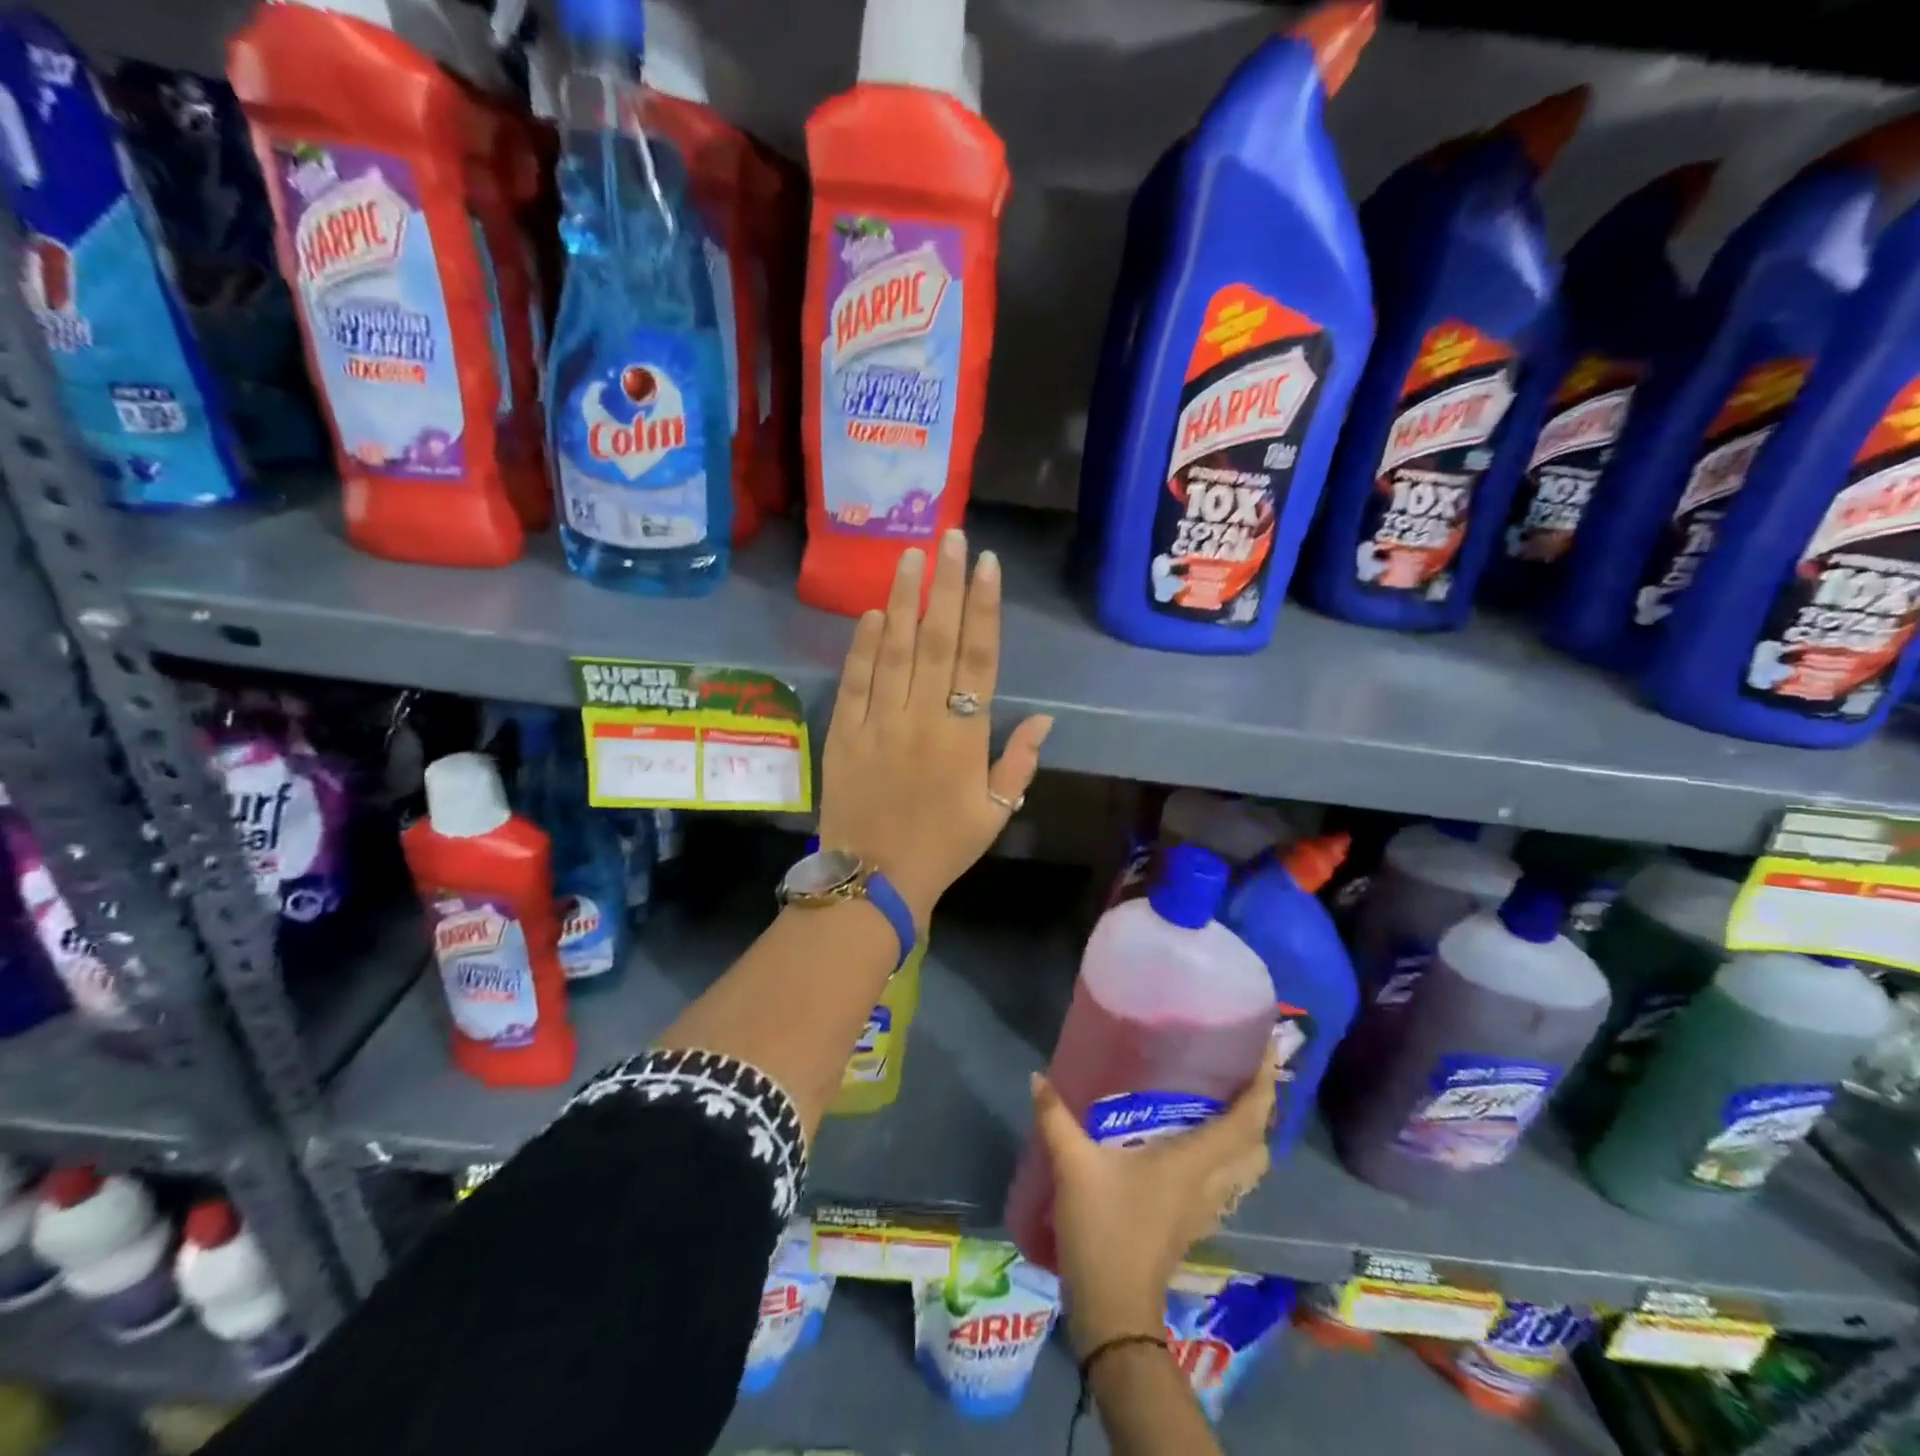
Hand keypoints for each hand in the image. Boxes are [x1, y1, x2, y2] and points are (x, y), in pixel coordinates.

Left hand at [817, 531, 1052, 928]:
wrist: (874, 879)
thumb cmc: (942, 847)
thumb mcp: (996, 811)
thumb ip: (1019, 761)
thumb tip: (1044, 718)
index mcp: (964, 737)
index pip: (978, 660)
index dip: (983, 609)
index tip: (986, 565)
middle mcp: (922, 719)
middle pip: (936, 641)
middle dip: (946, 586)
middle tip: (950, 536)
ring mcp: (879, 723)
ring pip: (892, 651)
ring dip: (902, 601)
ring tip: (910, 557)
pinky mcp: (844, 732)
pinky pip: (854, 681)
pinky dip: (861, 646)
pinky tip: (870, 614)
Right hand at [1031, 1048, 1276, 1354]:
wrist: (1113, 1308)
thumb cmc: (1102, 1228)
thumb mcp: (1073, 1164)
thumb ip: (1055, 1116)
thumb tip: (1037, 1075)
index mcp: (1193, 1161)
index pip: (1247, 1121)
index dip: (1262, 1085)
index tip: (1264, 1049)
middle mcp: (1210, 1181)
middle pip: (1257, 1144)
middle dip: (1259, 1107)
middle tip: (1238, 1070)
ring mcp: (1206, 1206)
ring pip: (1246, 1168)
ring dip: (1247, 1134)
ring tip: (1223, 1100)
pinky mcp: (1194, 1222)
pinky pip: (1227, 1182)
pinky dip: (1227, 1157)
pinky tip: (1197, 1143)